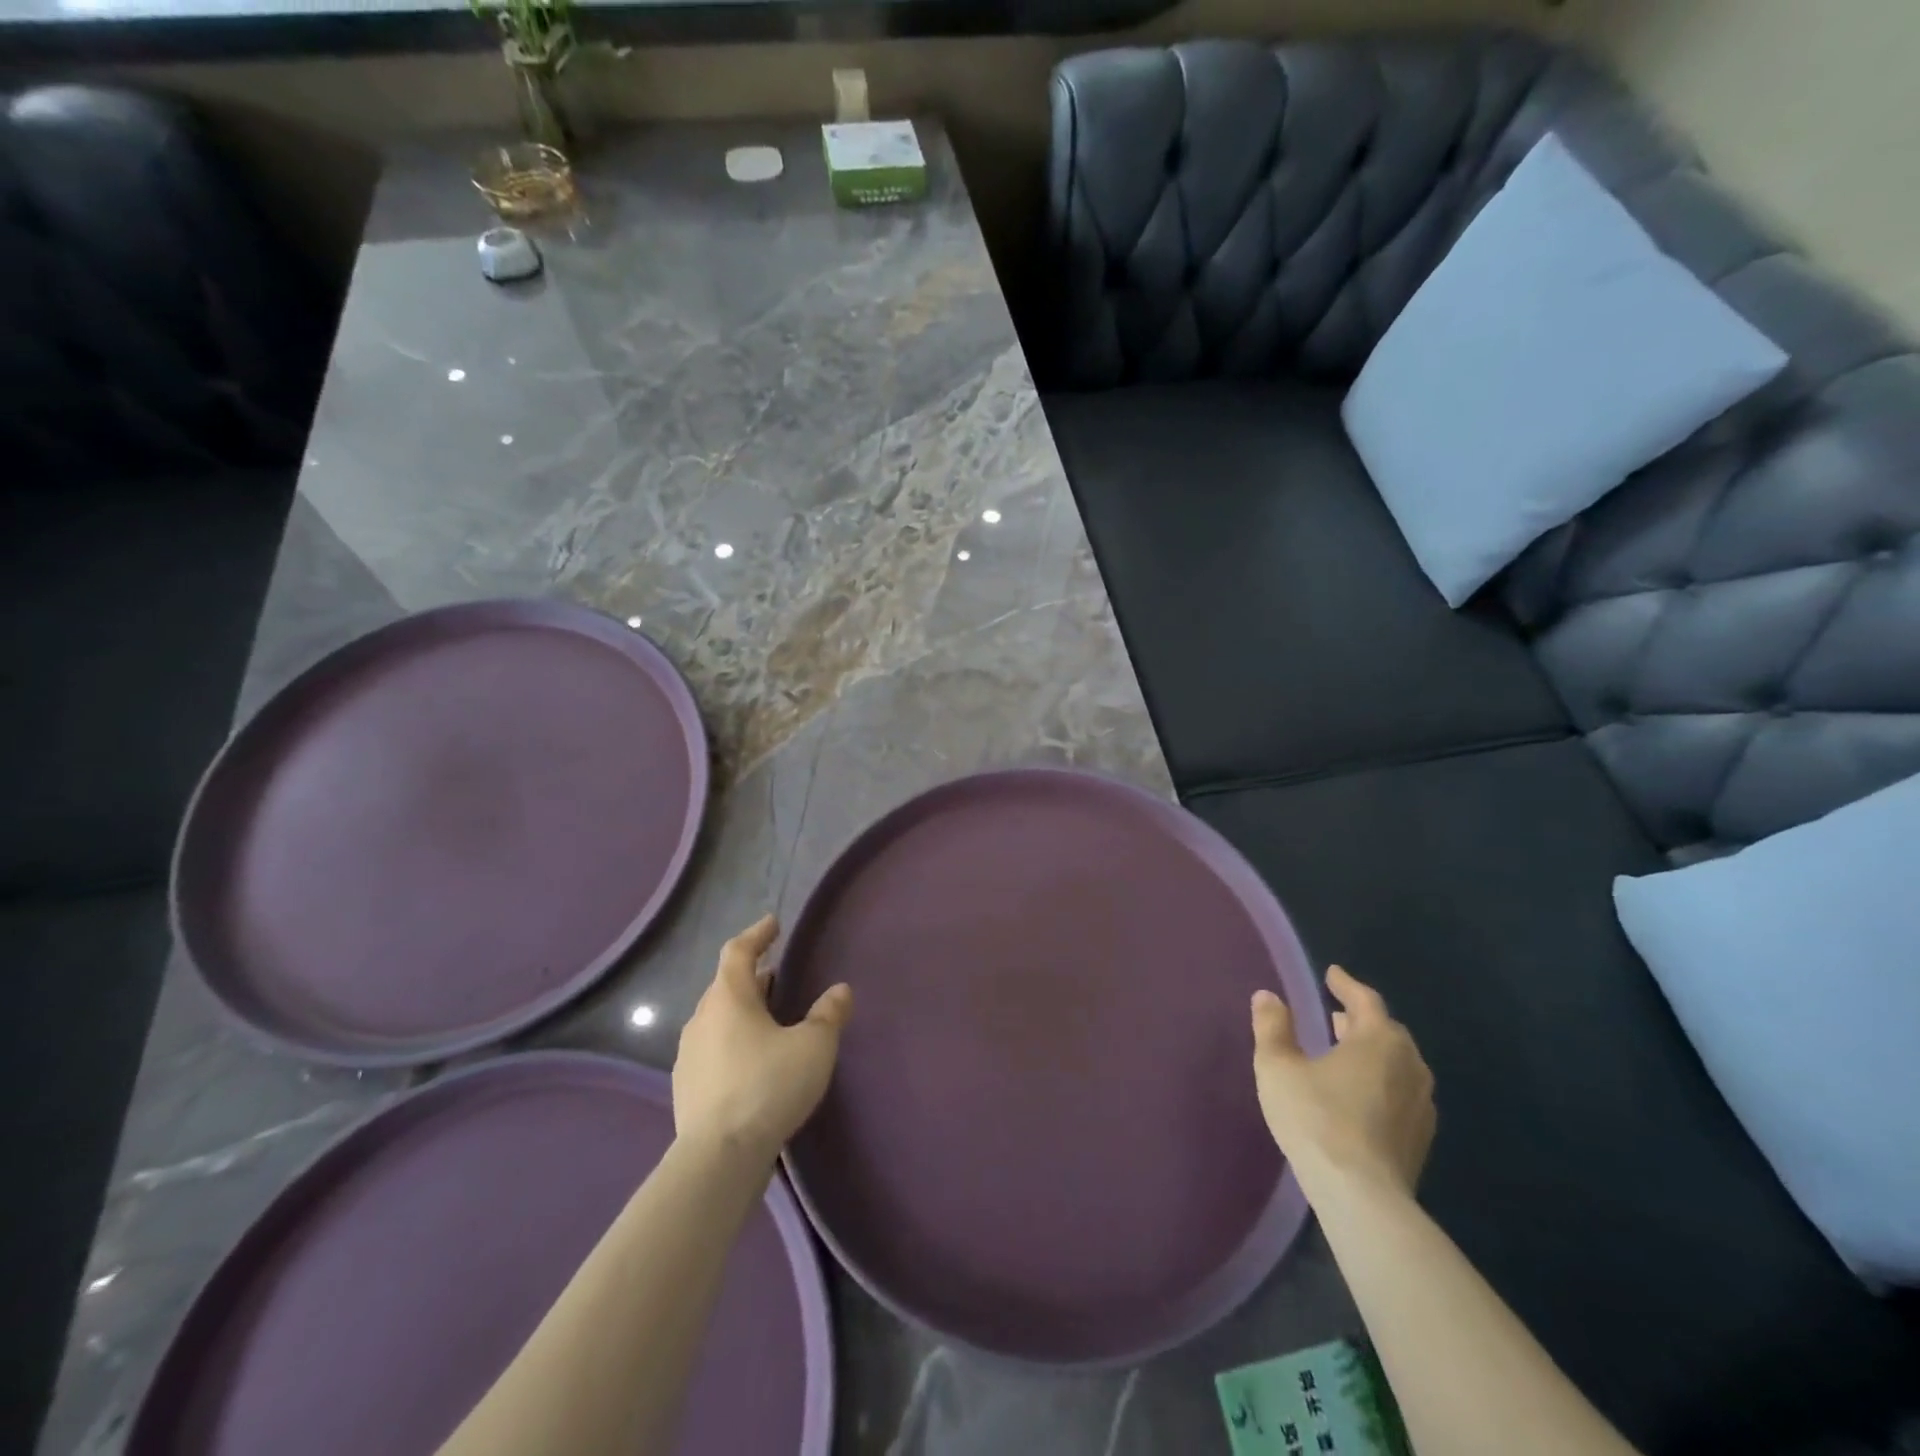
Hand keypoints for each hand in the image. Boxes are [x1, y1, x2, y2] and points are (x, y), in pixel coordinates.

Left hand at [672, 915, 851, 1165]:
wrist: (718, 1157)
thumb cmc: (768, 1086)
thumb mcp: (813, 1046)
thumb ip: (829, 1014)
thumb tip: (840, 990)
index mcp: (729, 997)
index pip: (738, 951)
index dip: (757, 934)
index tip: (773, 924)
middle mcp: (702, 1018)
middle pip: (726, 985)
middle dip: (752, 976)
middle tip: (776, 974)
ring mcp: (688, 1054)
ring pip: (717, 1018)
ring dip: (741, 1010)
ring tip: (766, 1018)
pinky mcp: (686, 1087)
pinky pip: (712, 1049)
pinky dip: (731, 1042)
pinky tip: (750, 1062)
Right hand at [1251, 965, 1434, 1200]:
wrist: (1362, 1197)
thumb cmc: (1317, 1119)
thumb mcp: (1278, 1066)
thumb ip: (1273, 1027)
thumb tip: (1267, 996)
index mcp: (1378, 1040)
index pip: (1366, 1000)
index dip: (1346, 984)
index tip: (1332, 974)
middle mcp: (1409, 1065)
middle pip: (1387, 1031)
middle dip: (1361, 1019)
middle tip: (1336, 1015)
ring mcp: (1421, 1104)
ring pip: (1397, 1063)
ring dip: (1373, 1051)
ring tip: (1346, 1051)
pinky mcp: (1420, 1137)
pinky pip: (1401, 1092)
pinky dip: (1381, 1080)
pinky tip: (1361, 1094)